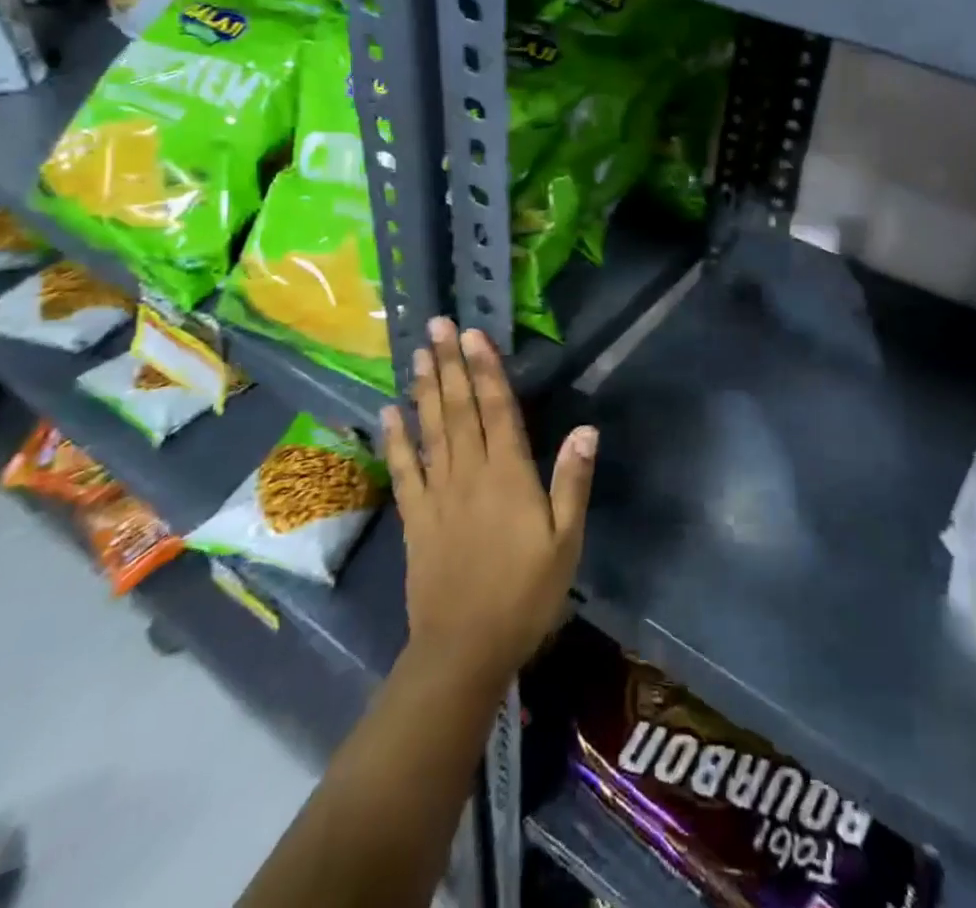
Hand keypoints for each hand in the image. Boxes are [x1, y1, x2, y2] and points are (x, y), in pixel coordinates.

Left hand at [381, 317, 598, 690]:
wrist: (464, 649)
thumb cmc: (526, 594)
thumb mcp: (566, 541)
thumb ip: (572, 482)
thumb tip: (586, 429)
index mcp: (508, 475)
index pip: (497, 409)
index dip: (486, 369)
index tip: (474, 335)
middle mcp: (469, 473)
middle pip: (458, 409)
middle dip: (448, 364)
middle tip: (438, 326)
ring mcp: (437, 494)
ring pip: (430, 430)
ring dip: (424, 389)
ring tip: (417, 353)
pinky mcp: (416, 517)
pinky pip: (404, 469)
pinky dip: (396, 438)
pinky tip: (389, 412)